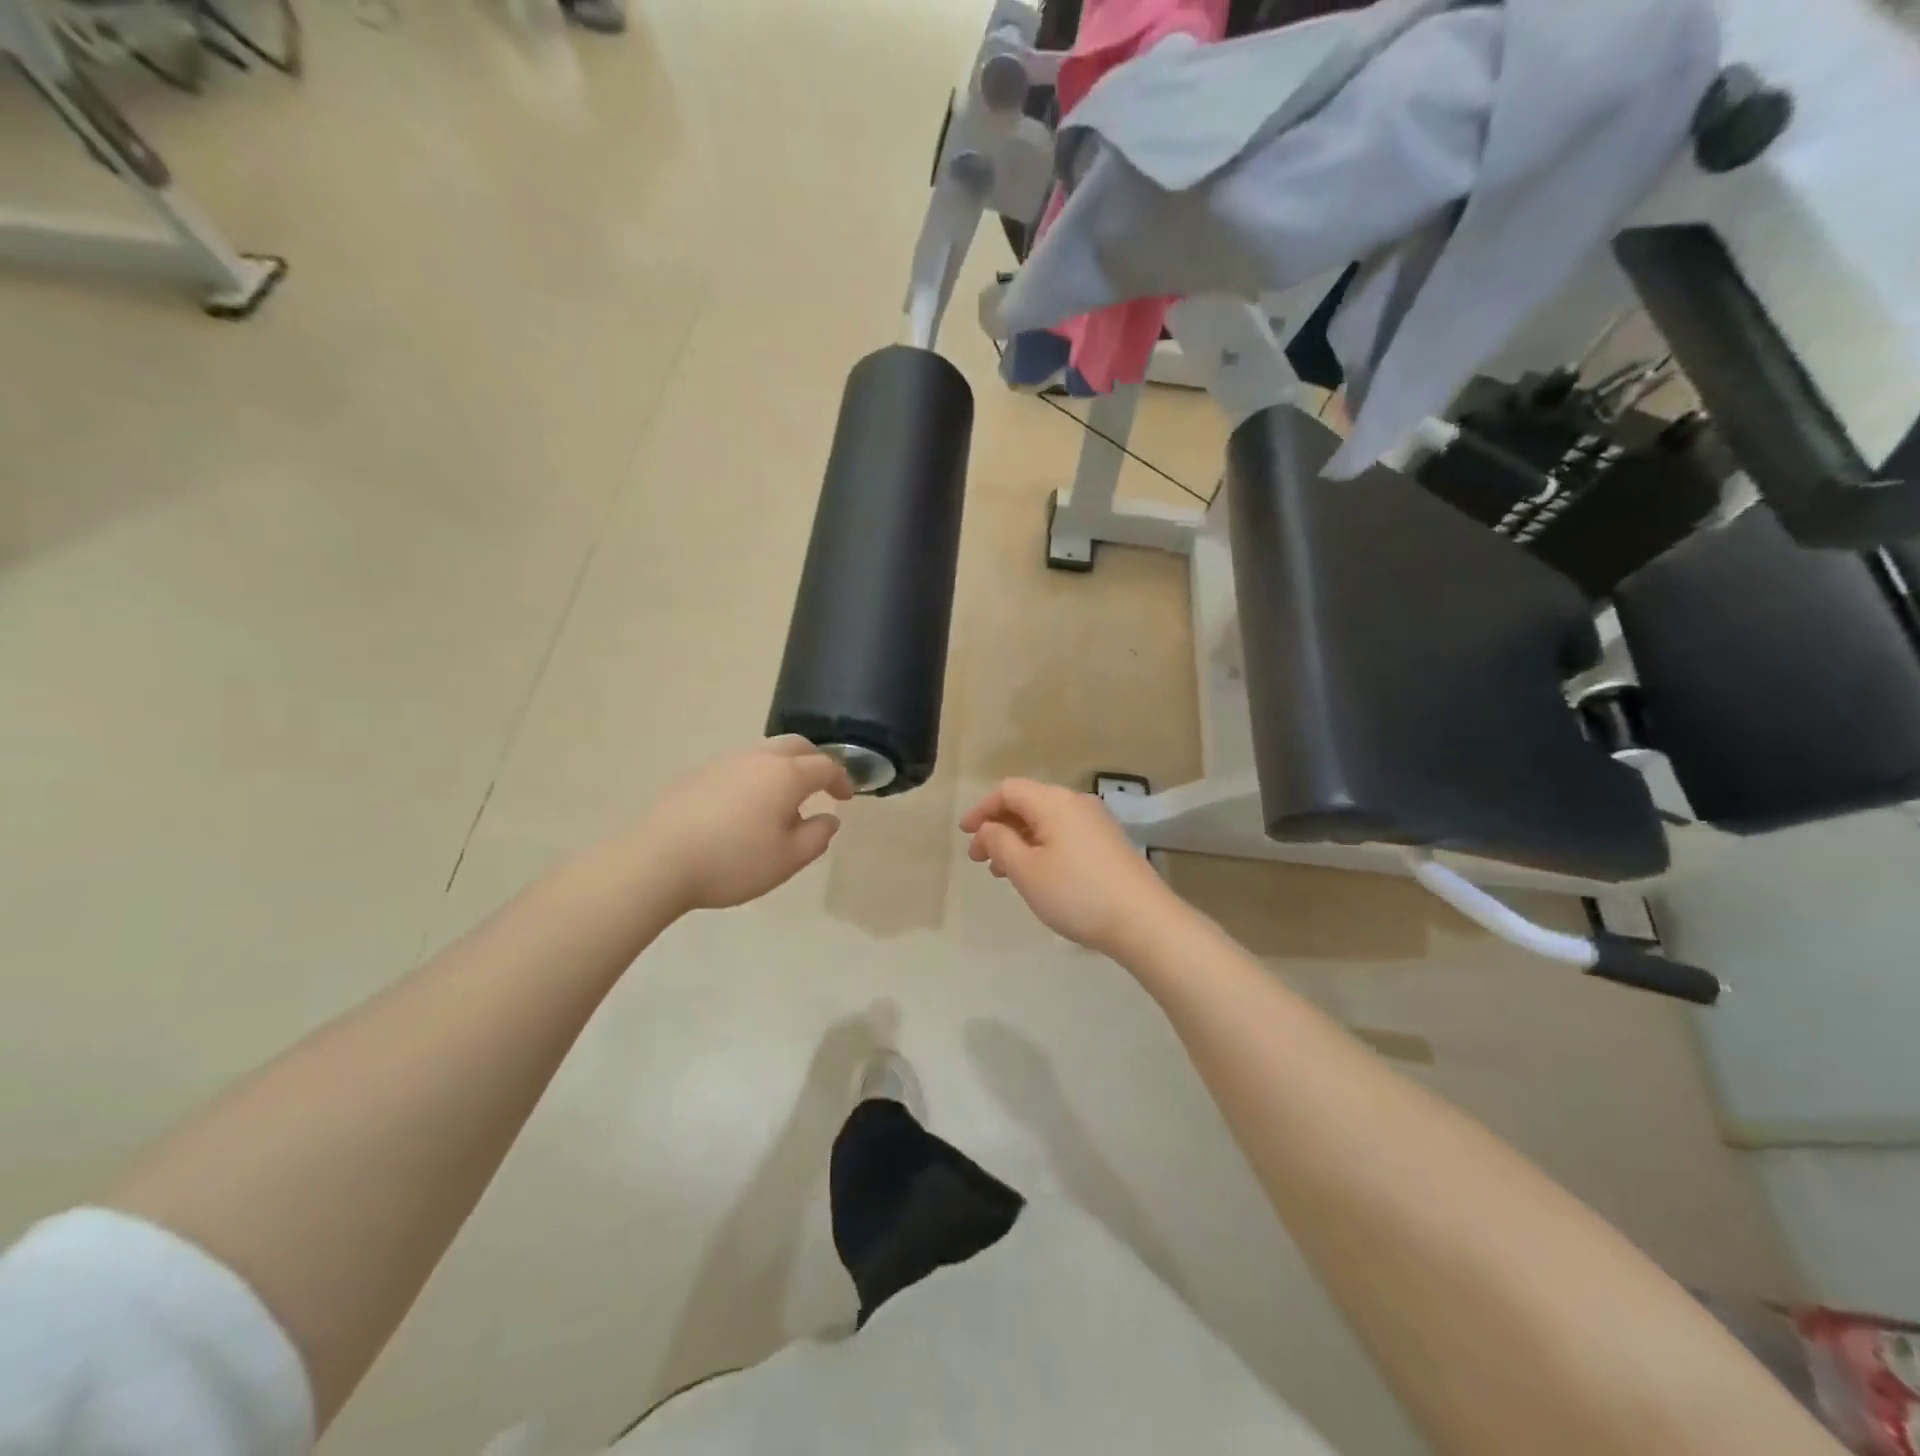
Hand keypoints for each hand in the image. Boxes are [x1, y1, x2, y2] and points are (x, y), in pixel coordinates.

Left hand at [643, 737, 854, 912]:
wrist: (658, 859)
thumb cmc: (734, 861)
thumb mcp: (788, 859)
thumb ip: (817, 837)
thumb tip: (829, 819)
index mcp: (786, 775)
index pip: (825, 766)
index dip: (842, 779)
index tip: (847, 797)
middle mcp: (758, 758)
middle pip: (796, 746)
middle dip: (815, 761)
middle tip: (822, 785)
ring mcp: (725, 763)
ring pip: (765, 753)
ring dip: (784, 769)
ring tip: (784, 802)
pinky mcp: (699, 775)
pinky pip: (740, 767)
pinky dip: (757, 778)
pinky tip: (748, 809)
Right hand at [959, 778, 1178, 955]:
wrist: (1143, 920)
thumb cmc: (1076, 893)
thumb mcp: (1026, 870)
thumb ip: (999, 842)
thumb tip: (988, 828)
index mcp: (1054, 802)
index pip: (1008, 790)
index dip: (982, 810)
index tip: (965, 835)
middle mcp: (1076, 802)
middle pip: (1028, 803)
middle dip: (999, 827)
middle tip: (980, 859)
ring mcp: (1096, 822)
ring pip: (1046, 821)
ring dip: (1019, 840)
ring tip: (1003, 872)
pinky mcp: (1108, 843)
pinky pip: (1064, 833)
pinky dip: (1041, 846)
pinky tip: (1037, 874)